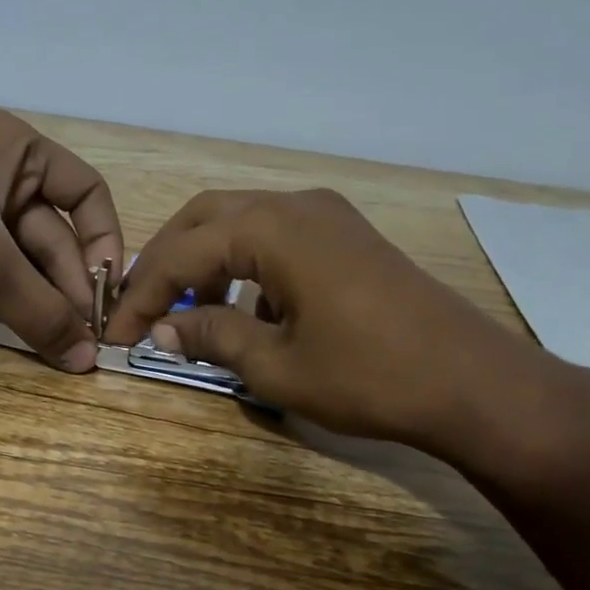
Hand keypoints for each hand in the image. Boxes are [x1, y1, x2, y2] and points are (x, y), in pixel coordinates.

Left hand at [0, 108, 123, 370]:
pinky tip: (16, 330)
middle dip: (65, 286)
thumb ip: (39, 309)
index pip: (87, 194)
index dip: (104, 244)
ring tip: (54, 344)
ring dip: (35, 298)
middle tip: (80, 340)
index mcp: (18, 150)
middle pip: (52, 234)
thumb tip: (87, 360)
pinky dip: (2, 297)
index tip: (106, 296)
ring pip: (19, 257)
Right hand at [104, 188, 575, 466]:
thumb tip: (162, 331)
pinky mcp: (348, 238)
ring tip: (189, 315)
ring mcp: (329, 217)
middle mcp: (298, 205)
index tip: (116, 334)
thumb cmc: (368, 377)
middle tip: (142, 310)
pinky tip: (247, 312)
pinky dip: (246, 267)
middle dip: (166, 263)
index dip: (142, 294)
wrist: (472, 384)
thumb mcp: (276, 365)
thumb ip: (212, 336)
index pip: (183, 252)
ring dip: (205, 263)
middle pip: (206, 219)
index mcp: (274, 228)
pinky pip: (278, 239)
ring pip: (242, 224)